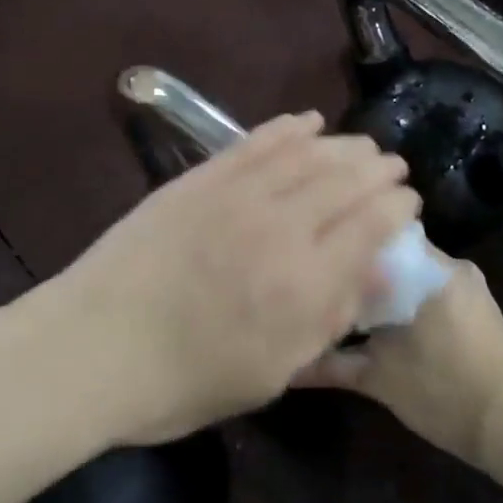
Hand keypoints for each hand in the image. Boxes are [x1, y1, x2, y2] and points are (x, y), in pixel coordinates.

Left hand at [38, 113, 421, 444]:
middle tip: (393, 167)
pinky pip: (255, 142)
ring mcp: (237, 194)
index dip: (398, 208)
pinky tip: (307, 122)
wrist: (94, 348)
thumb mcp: (271, 373)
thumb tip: (381, 273)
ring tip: (362, 145)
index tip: (408, 204)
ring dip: (342, 145)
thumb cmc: (185, 380)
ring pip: (307, 154)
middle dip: (378, 170)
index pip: (372, 225)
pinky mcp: (201, 178)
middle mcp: (281, 226)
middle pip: (347, 180)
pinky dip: (287, 128)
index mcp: (305, 282)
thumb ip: (329, 319)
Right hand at [294, 255, 502, 470]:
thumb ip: (328, 365)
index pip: (376, 236)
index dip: (345, 247)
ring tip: (348, 307)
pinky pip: (430, 290)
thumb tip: (286, 364)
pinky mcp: (477, 308)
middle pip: (393, 254)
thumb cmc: (444, 394)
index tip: (317, 262)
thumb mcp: (378, 379)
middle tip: (325, 288)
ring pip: (411, 274)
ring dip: (383, 289)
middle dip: (361, 271)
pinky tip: (383, 325)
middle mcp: (450, 266)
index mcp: (428, 269)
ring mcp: (467, 287)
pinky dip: (405, 302)